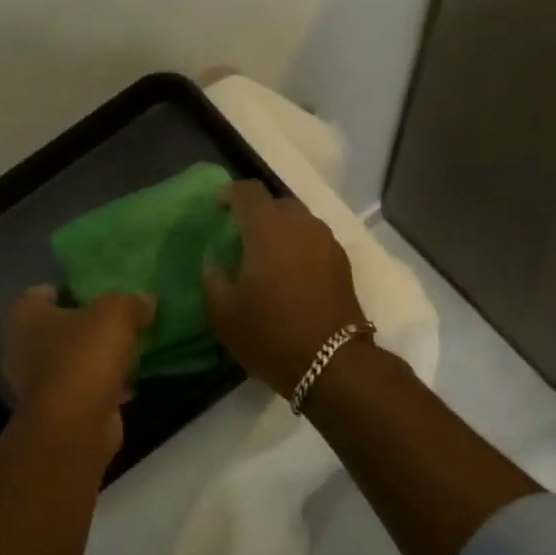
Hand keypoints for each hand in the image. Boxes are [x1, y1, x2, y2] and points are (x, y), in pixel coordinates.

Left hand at [3, 286, 154, 452]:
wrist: (75, 426)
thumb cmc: (84, 358)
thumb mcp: (116, 314)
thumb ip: (131, 302)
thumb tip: (146, 300)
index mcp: (25, 317)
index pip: (41, 293)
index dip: (68, 289)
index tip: (96, 292)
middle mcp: (22, 348)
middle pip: (57, 328)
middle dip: (85, 325)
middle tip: (117, 320)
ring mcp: (37, 383)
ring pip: (71, 360)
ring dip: (95, 358)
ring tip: (128, 351)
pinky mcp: (57, 410)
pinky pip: (82, 388)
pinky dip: (101, 386)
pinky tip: (128, 384)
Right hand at [204, 181, 368, 396]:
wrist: (332, 363)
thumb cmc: (271, 335)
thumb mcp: (224, 314)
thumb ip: (213, 278)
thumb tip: (213, 259)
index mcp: (267, 230)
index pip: (248, 191)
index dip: (230, 194)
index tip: (218, 209)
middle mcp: (301, 225)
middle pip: (277, 202)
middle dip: (258, 212)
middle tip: (242, 236)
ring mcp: (326, 242)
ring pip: (300, 221)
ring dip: (282, 229)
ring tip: (267, 256)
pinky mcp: (342, 262)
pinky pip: (315, 240)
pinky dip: (299, 246)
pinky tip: (290, 273)